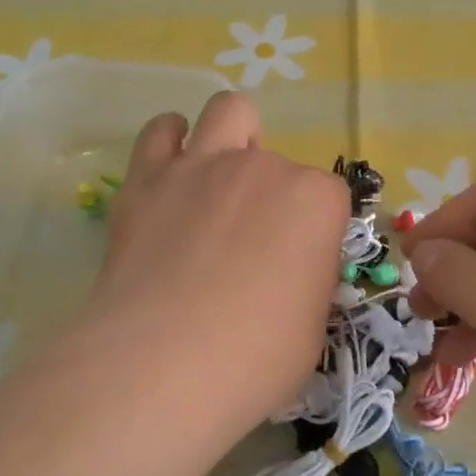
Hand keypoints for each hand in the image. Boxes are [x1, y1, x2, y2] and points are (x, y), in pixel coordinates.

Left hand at [82, 92, 349, 432]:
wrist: (164, 365)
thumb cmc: (257, 357)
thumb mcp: (312, 326)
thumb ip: (308, 279)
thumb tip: (291, 270)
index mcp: (315, 200)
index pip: (328, 198)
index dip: (315, 231)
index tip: (298, 266)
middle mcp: (264, 167)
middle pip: (278, 160)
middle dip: (272, 191)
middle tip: (252, 237)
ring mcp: (202, 165)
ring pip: (227, 110)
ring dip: (231, 136)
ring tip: (218, 177)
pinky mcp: (147, 179)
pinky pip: (161, 131)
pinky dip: (170, 142)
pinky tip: (171, 173)